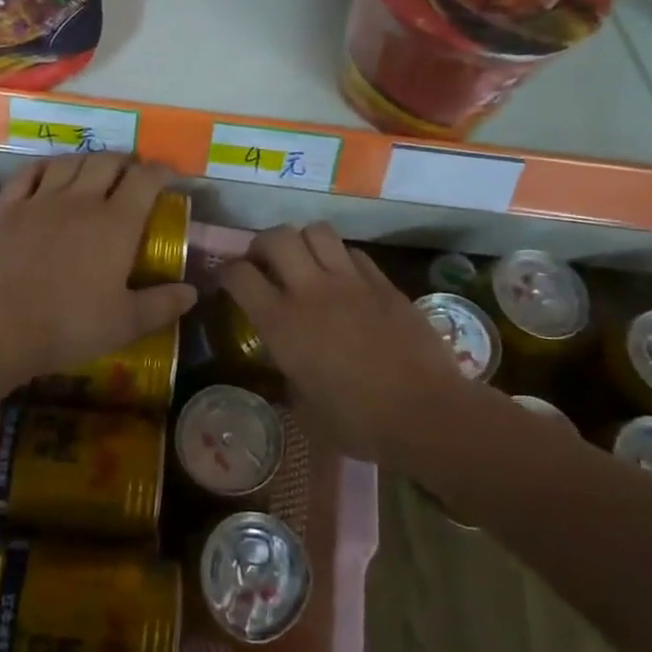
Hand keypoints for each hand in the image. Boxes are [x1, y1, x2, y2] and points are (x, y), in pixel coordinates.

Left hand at [0, 154, 196, 387]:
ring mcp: (40, 199)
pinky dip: (46, 167)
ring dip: (89, 160)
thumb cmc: (68, 326)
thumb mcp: (125, 324)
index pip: (145, 180)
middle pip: (107, 162)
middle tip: (132, 175)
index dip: (161, 172)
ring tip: (95, 170)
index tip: (169, 176)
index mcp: (116, 223)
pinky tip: (50, 173)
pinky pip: (29, 173)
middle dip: (126, 162)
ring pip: (70, 161)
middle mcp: (80, 200)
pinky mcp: (7, 207)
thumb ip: (162, 305)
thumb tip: (192, 292)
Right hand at [218, 224, 534, 474]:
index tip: (227, 282)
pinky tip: (344, 280)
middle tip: (264, 263)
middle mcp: (311, 291)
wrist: (425, 413)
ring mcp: (351, 282)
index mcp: (281, 323)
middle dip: (262, 244)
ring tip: (304, 262)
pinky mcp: (384, 283)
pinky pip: (353, 252)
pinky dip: (340, 258)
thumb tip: (287, 368)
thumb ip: (288, 377)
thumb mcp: (304, 408)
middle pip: (276, 236)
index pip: (239, 275)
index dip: (226, 272)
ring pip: (317, 230)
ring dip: (303, 241)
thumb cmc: (357, 421)